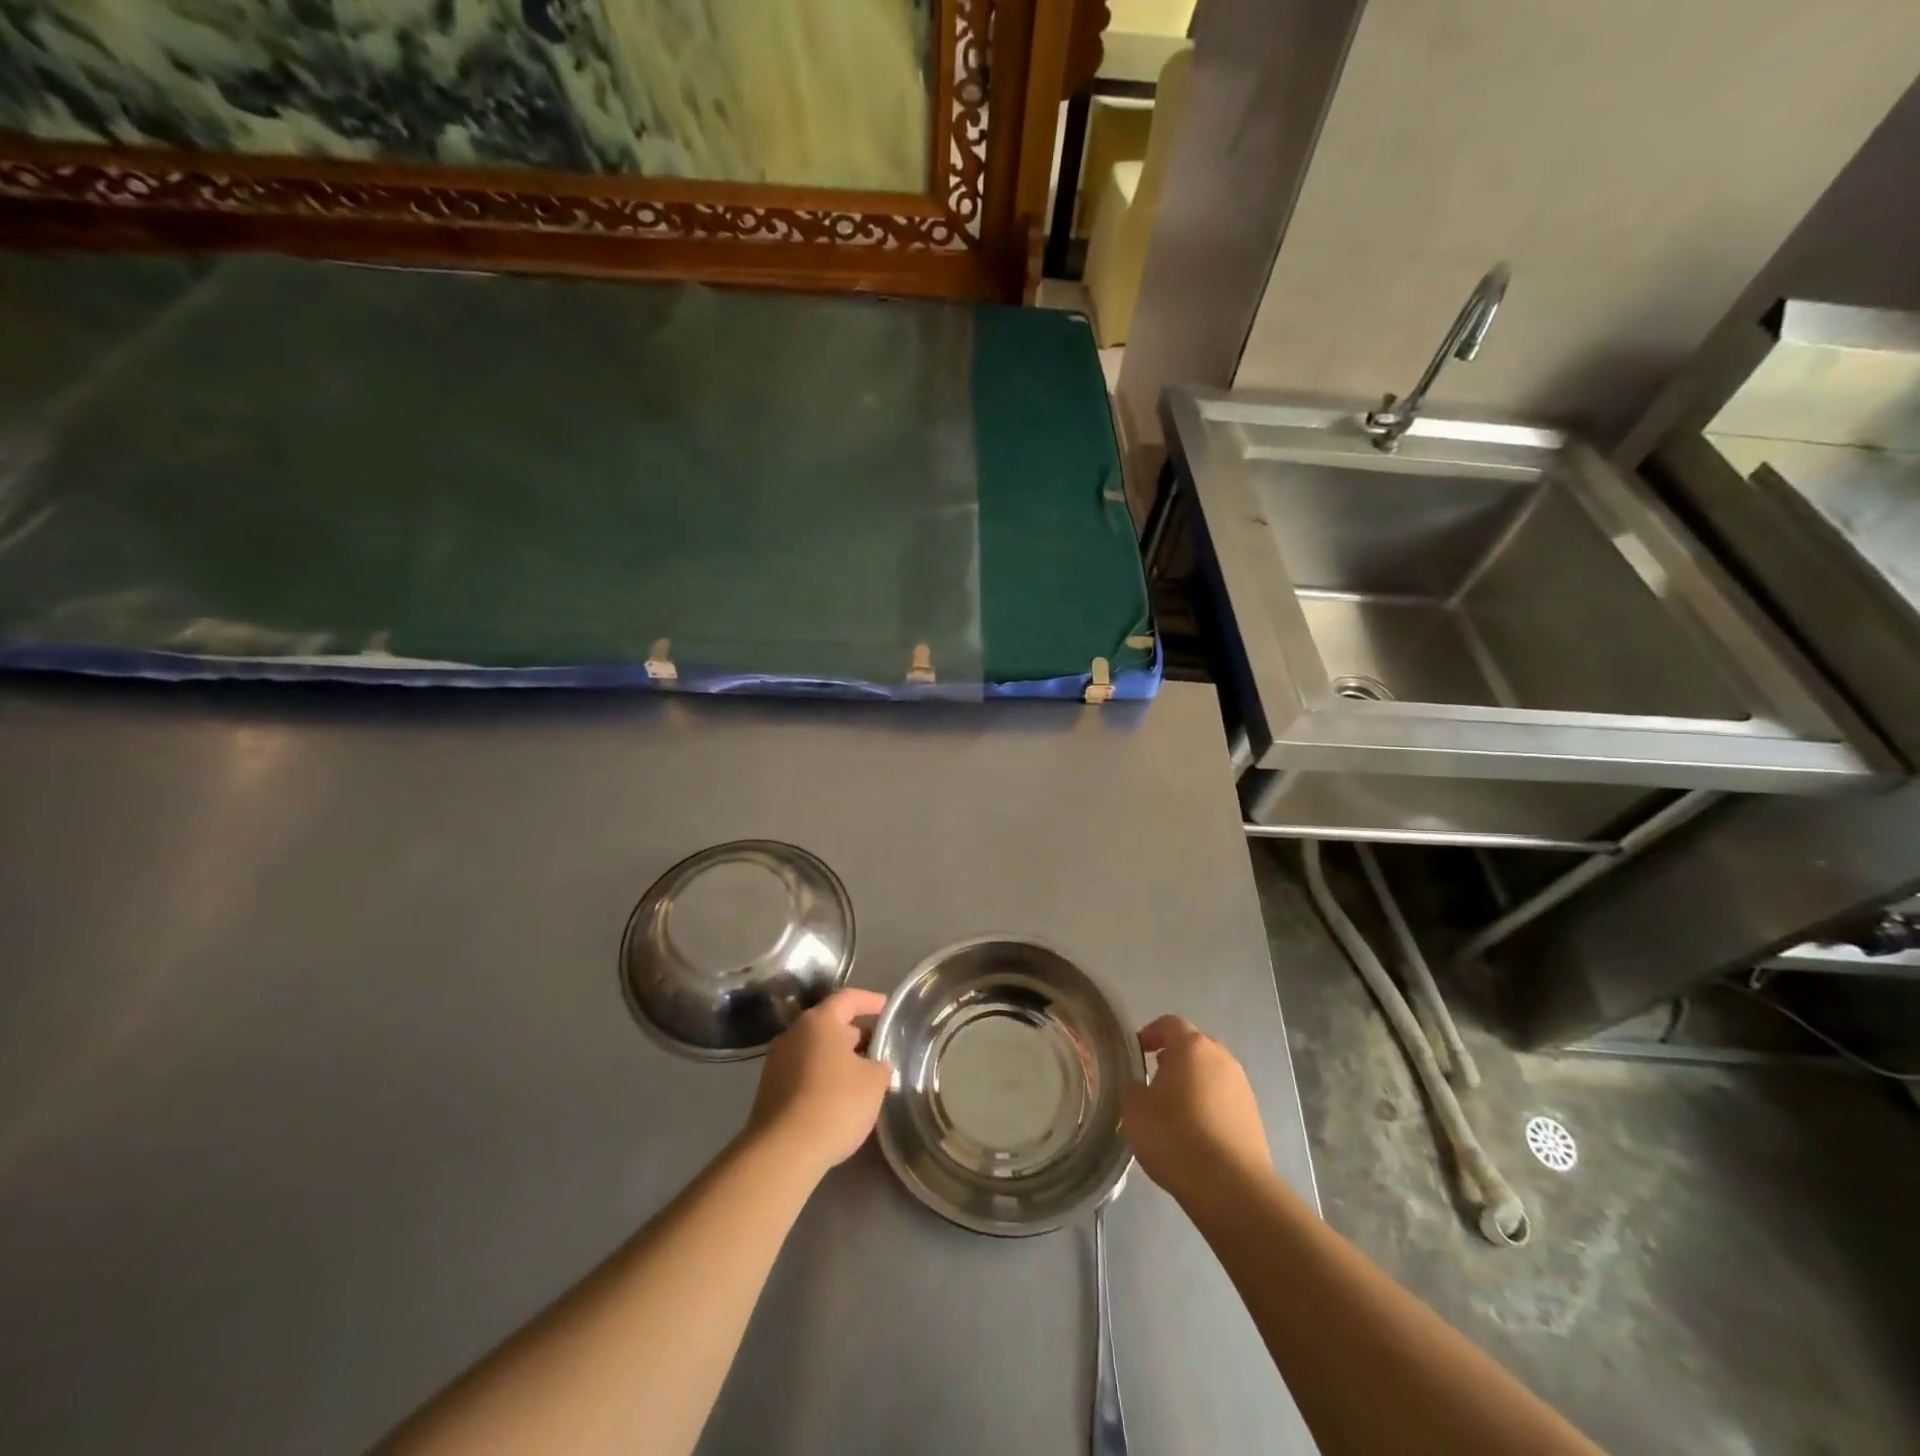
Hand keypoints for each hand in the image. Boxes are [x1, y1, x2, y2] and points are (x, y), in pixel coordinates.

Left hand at [745, 988, 892, 1178]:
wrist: (783, 1151)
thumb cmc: (835, 1103)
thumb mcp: (874, 1082)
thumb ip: (880, 1066)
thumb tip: (877, 1065)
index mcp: (819, 1021)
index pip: (848, 998)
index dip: (870, 1001)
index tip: (887, 1007)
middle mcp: (794, 1033)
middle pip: (829, 1023)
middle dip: (854, 1032)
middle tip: (877, 1045)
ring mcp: (777, 1062)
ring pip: (814, 1049)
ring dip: (837, 1056)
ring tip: (861, 1073)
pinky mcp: (769, 1089)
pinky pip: (802, 1071)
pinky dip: (822, 1075)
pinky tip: (838, 1096)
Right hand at [1121, 1015, 1272, 1204]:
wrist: (1230, 1187)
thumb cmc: (1175, 1135)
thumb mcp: (1134, 1108)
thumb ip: (1132, 1087)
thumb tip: (1138, 1086)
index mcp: (1192, 1046)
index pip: (1170, 1023)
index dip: (1151, 1033)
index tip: (1137, 1051)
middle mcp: (1222, 1059)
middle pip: (1195, 1047)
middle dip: (1175, 1058)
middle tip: (1155, 1079)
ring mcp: (1243, 1088)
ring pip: (1212, 1075)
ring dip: (1194, 1084)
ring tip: (1174, 1111)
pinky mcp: (1254, 1119)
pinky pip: (1225, 1101)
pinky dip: (1209, 1108)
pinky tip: (1195, 1134)